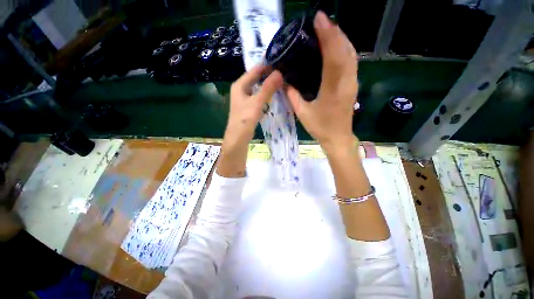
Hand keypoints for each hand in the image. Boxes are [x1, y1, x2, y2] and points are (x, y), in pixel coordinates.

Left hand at [225, 65, 282, 142]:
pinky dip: (265, 95)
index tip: (281, 63)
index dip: (267, 66)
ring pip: (258, 88)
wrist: (238, 137)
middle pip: (256, 79)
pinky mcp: (248, 106)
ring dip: (268, 86)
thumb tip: (279, 73)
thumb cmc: (245, 119)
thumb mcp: (257, 102)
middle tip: (284, 73)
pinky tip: (274, 96)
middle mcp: (241, 89)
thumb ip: (268, 88)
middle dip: (268, 76)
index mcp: (240, 85)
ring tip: (281, 82)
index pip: (254, 70)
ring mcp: (244, 98)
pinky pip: (258, 97)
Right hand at [287, 11, 357, 150]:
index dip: (328, 36)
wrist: (338, 138)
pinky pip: (351, 62)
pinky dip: (344, 49)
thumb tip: (285, 82)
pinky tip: (336, 45)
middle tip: (322, 20)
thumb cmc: (320, 128)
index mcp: (332, 90)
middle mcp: (346, 82)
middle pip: (345, 50)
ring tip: (328, 29)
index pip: (333, 57)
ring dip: (341, 38)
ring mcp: (352, 83)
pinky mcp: (353, 84)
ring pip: (351, 54)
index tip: (319, 19)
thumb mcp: (302, 113)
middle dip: (335, 32)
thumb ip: (293, 96)